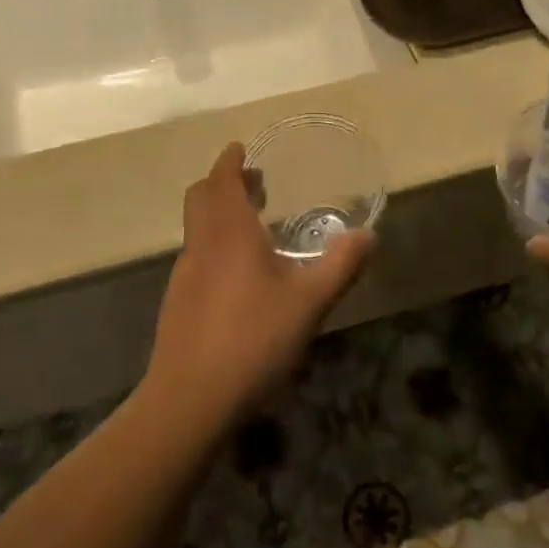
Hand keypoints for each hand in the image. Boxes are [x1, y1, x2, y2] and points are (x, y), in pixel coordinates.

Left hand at [144, 143, 373, 428]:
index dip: (230, 161)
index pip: (221, 180)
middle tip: (254, 182)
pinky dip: (215, 245)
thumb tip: (369, 235)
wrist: (190, 399)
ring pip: (197, 228)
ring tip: (255, 226)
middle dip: (223, 183)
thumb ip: (341, 266)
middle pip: (200, 198)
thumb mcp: (309, 302)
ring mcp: (185, 275)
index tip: (241, 148)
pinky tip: (240, 276)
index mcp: (229, 232)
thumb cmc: (252, 339)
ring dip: (220, 214)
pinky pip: (197, 256)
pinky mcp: (178, 303)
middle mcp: (201, 245)